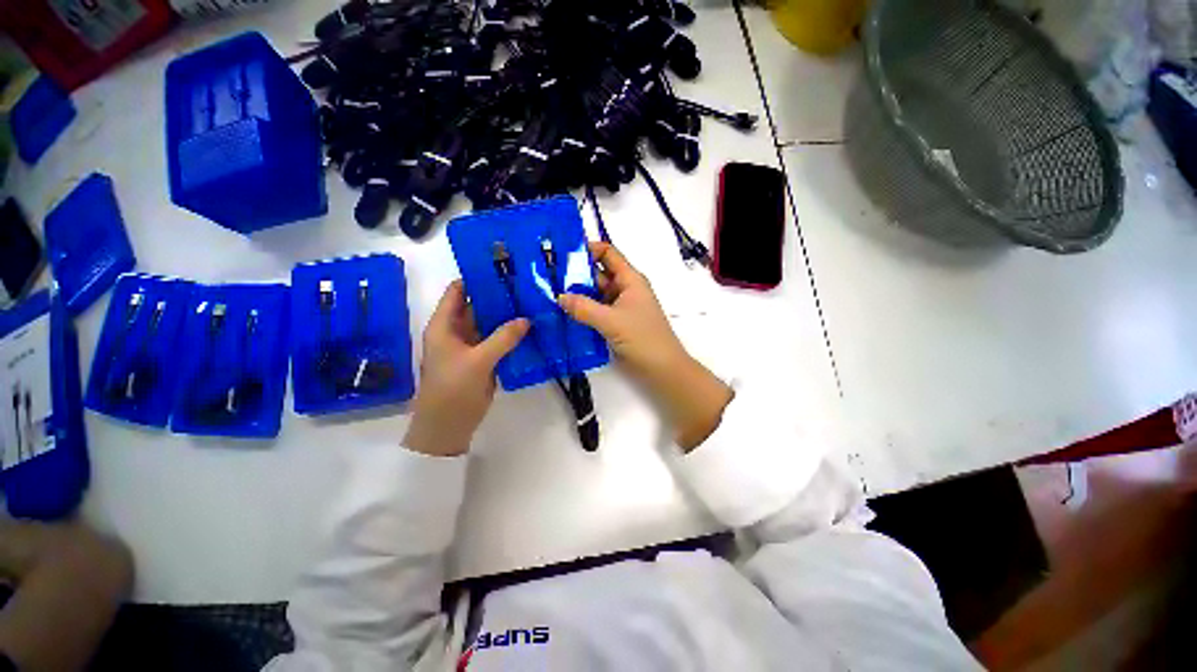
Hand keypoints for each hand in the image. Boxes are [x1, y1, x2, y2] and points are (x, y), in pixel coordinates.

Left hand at [404, 281, 529, 456]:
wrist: (448, 427)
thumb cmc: (453, 390)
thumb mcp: (478, 361)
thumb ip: (503, 338)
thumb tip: (527, 319)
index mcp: (444, 326)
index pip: (458, 292)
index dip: (477, 278)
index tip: (502, 269)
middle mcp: (457, 331)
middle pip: (478, 306)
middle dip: (499, 296)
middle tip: (526, 286)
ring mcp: (472, 346)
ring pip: (490, 324)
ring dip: (508, 316)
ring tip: (532, 303)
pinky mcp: (484, 360)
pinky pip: (498, 341)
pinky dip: (512, 335)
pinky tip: (531, 329)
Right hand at [559, 243, 732, 449]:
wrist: (661, 369)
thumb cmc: (642, 338)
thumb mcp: (612, 321)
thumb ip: (584, 308)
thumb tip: (558, 297)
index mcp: (630, 279)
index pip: (608, 254)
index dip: (587, 249)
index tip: (561, 253)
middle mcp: (624, 289)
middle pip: (597, 274)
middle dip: (575, 274)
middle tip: (546, 276)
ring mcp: (619, 307)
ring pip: (594, 294)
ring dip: (576, 295)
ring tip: (547, 294)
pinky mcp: (614, 323)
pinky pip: (595, 311)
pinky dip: (581, 311)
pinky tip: (562, 314)